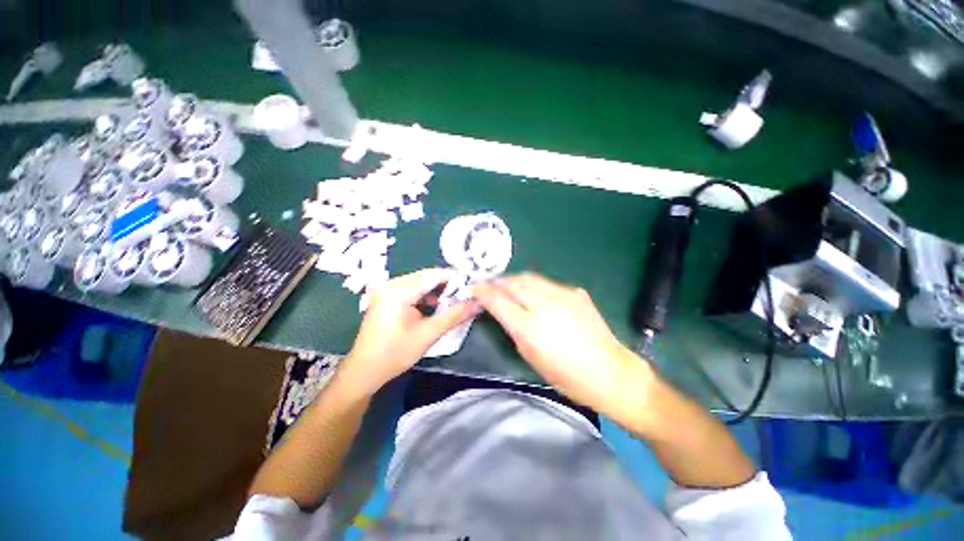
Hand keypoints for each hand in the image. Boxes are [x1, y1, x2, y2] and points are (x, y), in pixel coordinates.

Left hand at [339, 269, 478, 395]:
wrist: (364, 371)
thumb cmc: (395, 353)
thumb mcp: (428, 334)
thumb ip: (454, 316)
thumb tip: (478, 303)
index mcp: (399, 290)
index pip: (434, 275)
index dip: (456, 278)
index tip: (473, 285)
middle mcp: (392, 283)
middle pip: (427, 276)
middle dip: (448, 285)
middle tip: (467, 294)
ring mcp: (388, 289)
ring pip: (421, 283)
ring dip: (438, 290)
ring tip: (455, 300)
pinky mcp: (387, 297)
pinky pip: (413, 290)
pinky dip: (426, 296)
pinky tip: (436, 306)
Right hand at [474, 274, 651, 412]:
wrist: (609, 372)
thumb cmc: (566, 376)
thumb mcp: (531, 356)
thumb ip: (513, 329)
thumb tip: (501, 311)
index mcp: (530, 327)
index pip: (498, 301)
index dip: (483, 292)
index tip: (473, 289)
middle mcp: (545, 305)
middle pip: (513, 283)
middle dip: (496, 281)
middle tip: (486, 283)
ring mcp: (563, 295)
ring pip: (529, 278)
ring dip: (513, 280)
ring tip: (505, 284)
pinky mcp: (575, 292)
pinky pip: (547, 284)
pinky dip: (533, 285)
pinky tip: (532, 293)